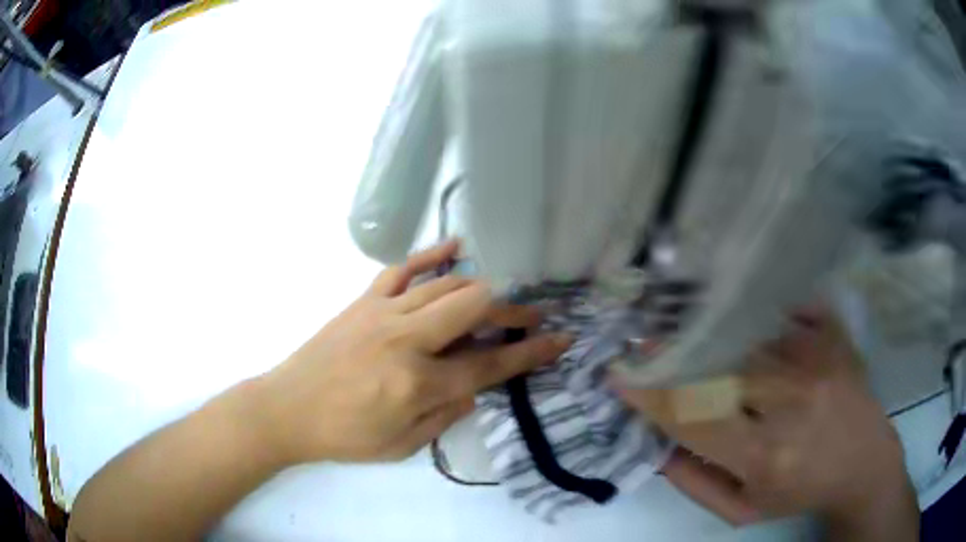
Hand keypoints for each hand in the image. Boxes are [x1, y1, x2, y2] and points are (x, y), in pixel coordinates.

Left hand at [255, 240, 572, 464]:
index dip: (530, 353)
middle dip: (512, 309)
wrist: (287, 409)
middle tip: (531, 316)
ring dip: (482, 286)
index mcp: (418, 384)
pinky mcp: (364, 301)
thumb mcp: (402, 445)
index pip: (489, 364)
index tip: (560, 340)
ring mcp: (383, 313)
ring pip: (446, 285)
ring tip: (504, 292)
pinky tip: (456, 246)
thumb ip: (446, 416)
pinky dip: (432, 254)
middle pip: (474, 309)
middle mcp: (406, 340)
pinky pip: (403, 268)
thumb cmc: (344, 436)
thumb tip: (477, 389)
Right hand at [614, 307, 917, 538]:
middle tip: (642, 341)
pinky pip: (785, 311)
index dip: (652, 396)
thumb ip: (695, 483)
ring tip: (680, 321)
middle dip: (673, 353)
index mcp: (765, 455)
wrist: (864, 464)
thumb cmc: (800, 492)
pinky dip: (754, 309)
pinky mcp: (834, 337)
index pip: (694, 417)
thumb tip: (657, 443)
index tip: (619, 377)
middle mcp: (791, 402)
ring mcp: (817, 361)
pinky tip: (734, 308)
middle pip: (719, 366)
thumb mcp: (742, 511)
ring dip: (708, 328)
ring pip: (748, 335)